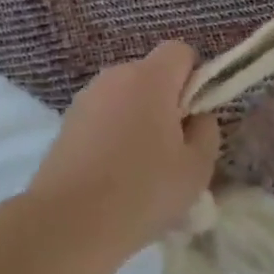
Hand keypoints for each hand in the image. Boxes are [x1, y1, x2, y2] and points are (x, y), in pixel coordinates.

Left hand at [26, 42, 221, 255]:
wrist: (67, 223)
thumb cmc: (142, 191)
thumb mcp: (196, 168)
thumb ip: (207, 132)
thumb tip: (197, 118)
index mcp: (149, 78)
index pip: (180, 50)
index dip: (195, 77)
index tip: (194, 116)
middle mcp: (114, 76)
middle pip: (151, 74)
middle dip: (166, 101)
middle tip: (172, 148)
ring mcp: (85, 98)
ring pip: (125, 97)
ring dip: (138, 118)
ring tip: (141, 167)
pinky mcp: (66, 122)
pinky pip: (103, 116)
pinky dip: (113, 134)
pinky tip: (113, 174)